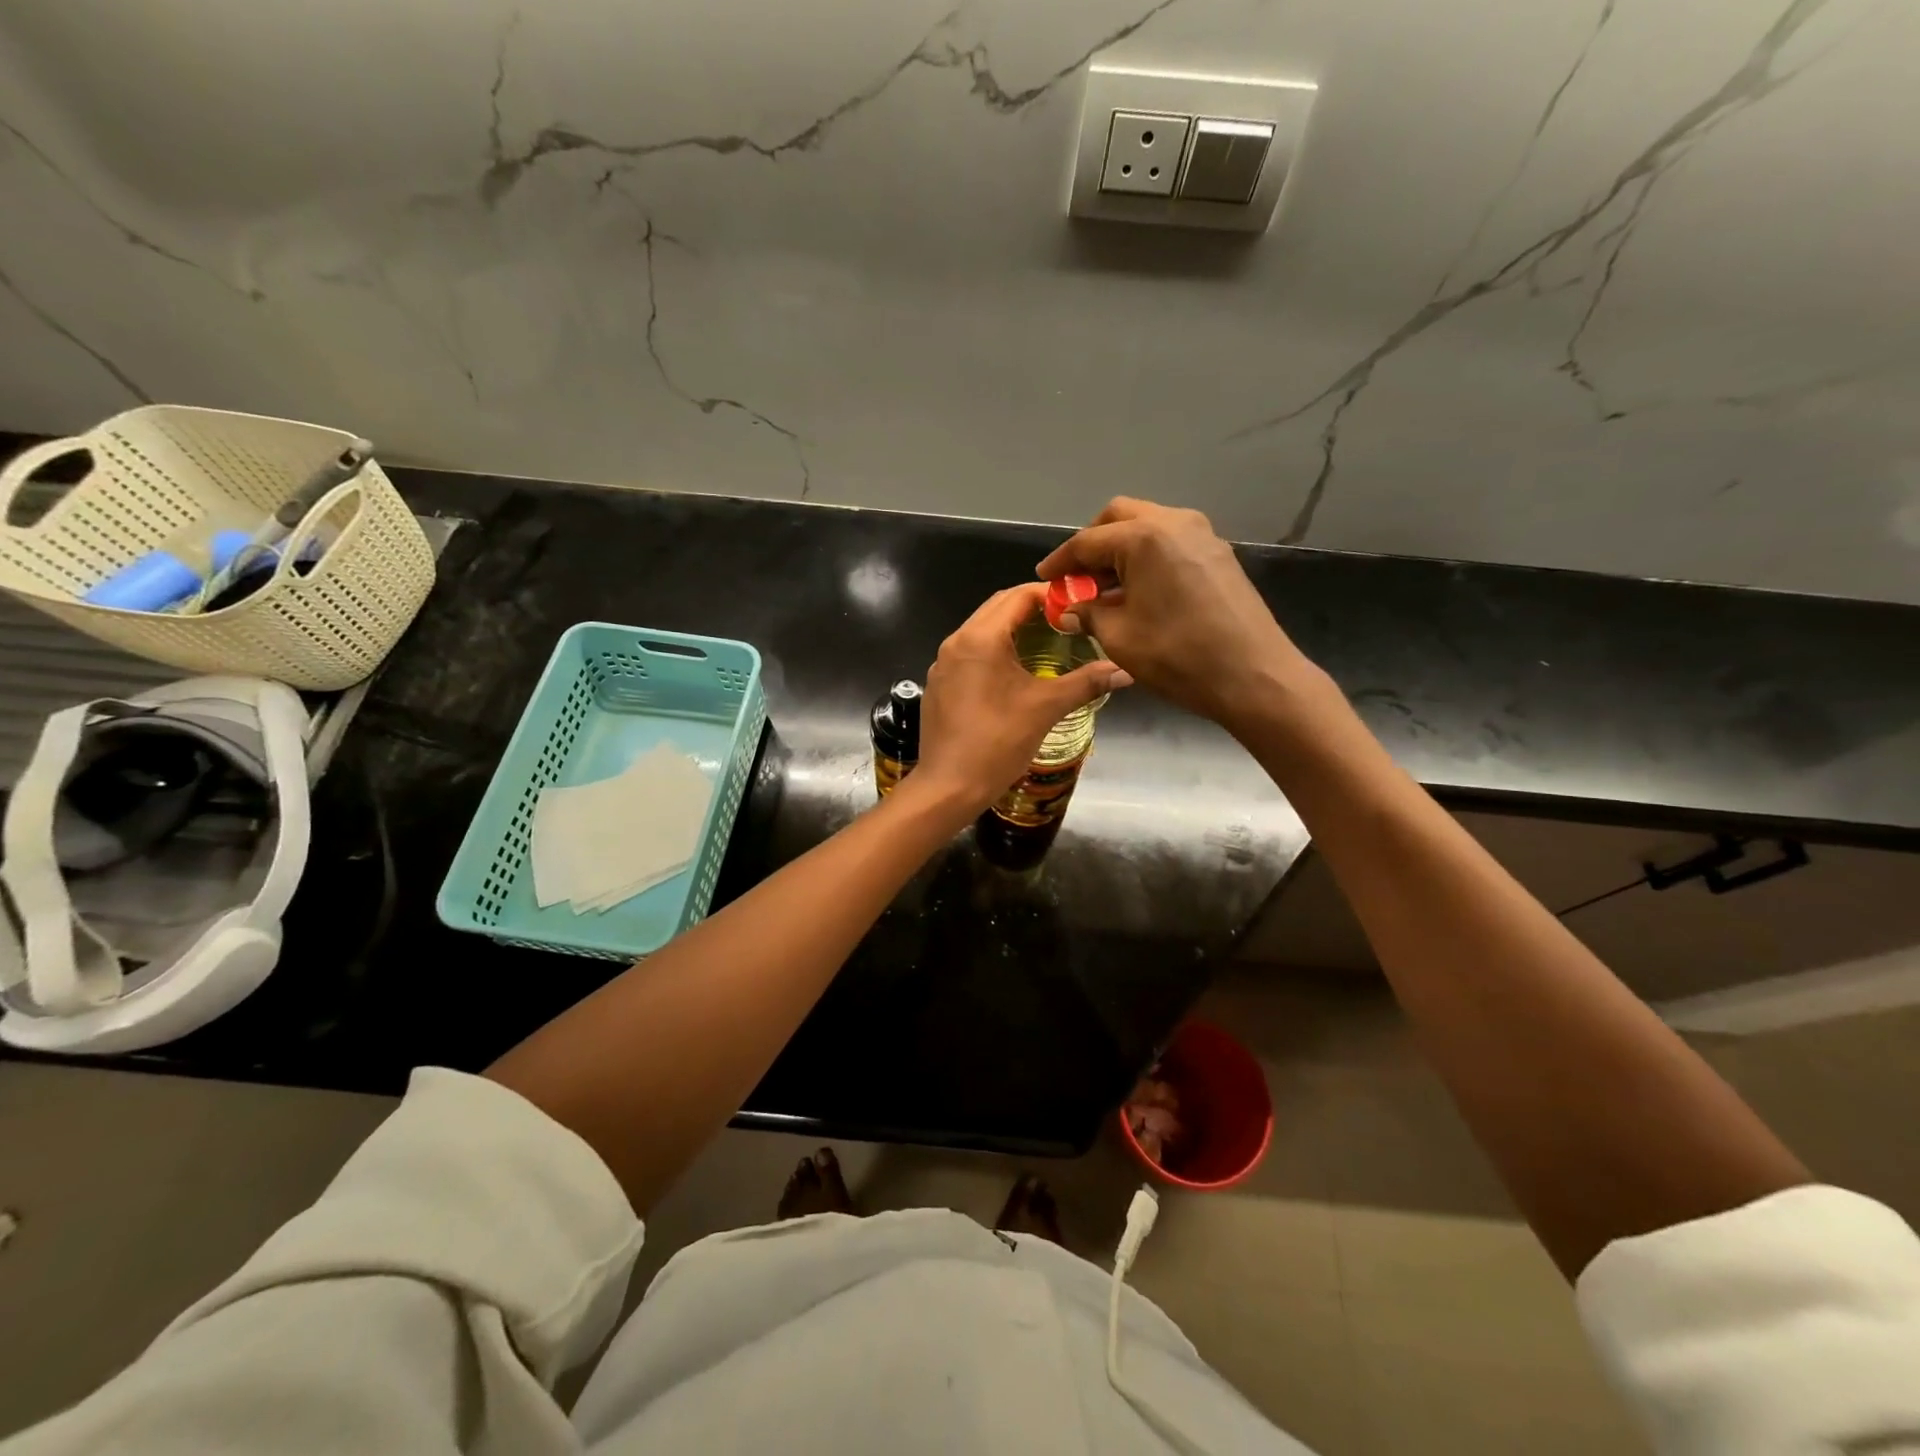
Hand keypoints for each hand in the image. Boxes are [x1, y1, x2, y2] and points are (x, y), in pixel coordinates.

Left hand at [912, 583, 1131, 815]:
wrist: (948, 786)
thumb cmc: (997, 742)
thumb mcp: (1046, 708)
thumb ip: (1086, 683)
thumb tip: (1125, 670)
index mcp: (980, 638)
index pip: (1018, 596)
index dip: (1050, 594)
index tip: (1078, 603)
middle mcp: (956, 642)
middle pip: (997, 608)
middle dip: (1031, 608)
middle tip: (1065, 619)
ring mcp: (942, 664)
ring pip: (980, 631)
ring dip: (1011, 629)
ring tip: (1045, 642)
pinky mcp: (938, 685)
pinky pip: (968, 655)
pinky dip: (993, 651)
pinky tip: (1012, 674)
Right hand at [1034, 498, 1319, 729]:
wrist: (1253, 675)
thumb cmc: (1178, 656)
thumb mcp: (1119, 637)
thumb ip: (1088, 614)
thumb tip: (1068, 610)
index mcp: (1144, 537)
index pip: (1087, 542)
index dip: (1060, 561)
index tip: (1044, 578)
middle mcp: (1174, 523)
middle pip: (1119, 518)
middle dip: (1092, 544)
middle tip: (1076, 577)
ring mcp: (1202, 535)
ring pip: (1148, 526)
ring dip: (1121, 550)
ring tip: (1104, 587)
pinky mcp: (1219, 554)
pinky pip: (1171, 543)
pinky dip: (1147, 557)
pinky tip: (1138, 590)